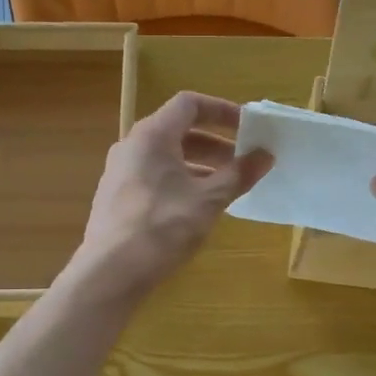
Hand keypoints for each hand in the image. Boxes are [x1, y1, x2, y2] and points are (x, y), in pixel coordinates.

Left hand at [71, 92, 272, 298]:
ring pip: (166, 157)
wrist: (110, 272)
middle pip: (178, 131)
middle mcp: (131, 146)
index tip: (247, 128)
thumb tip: (265, 155)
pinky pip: (154, 177)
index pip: (189, 104)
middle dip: (215, 144)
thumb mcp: (209, 200)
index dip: (221, 111)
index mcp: (152, 135)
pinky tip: (197, 208)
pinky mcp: (116, 197)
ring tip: (226, 188)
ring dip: (199, 165)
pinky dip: (180, 181)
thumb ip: (238, 174)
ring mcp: (120, 172)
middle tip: (243, 162)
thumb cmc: (163, 227)